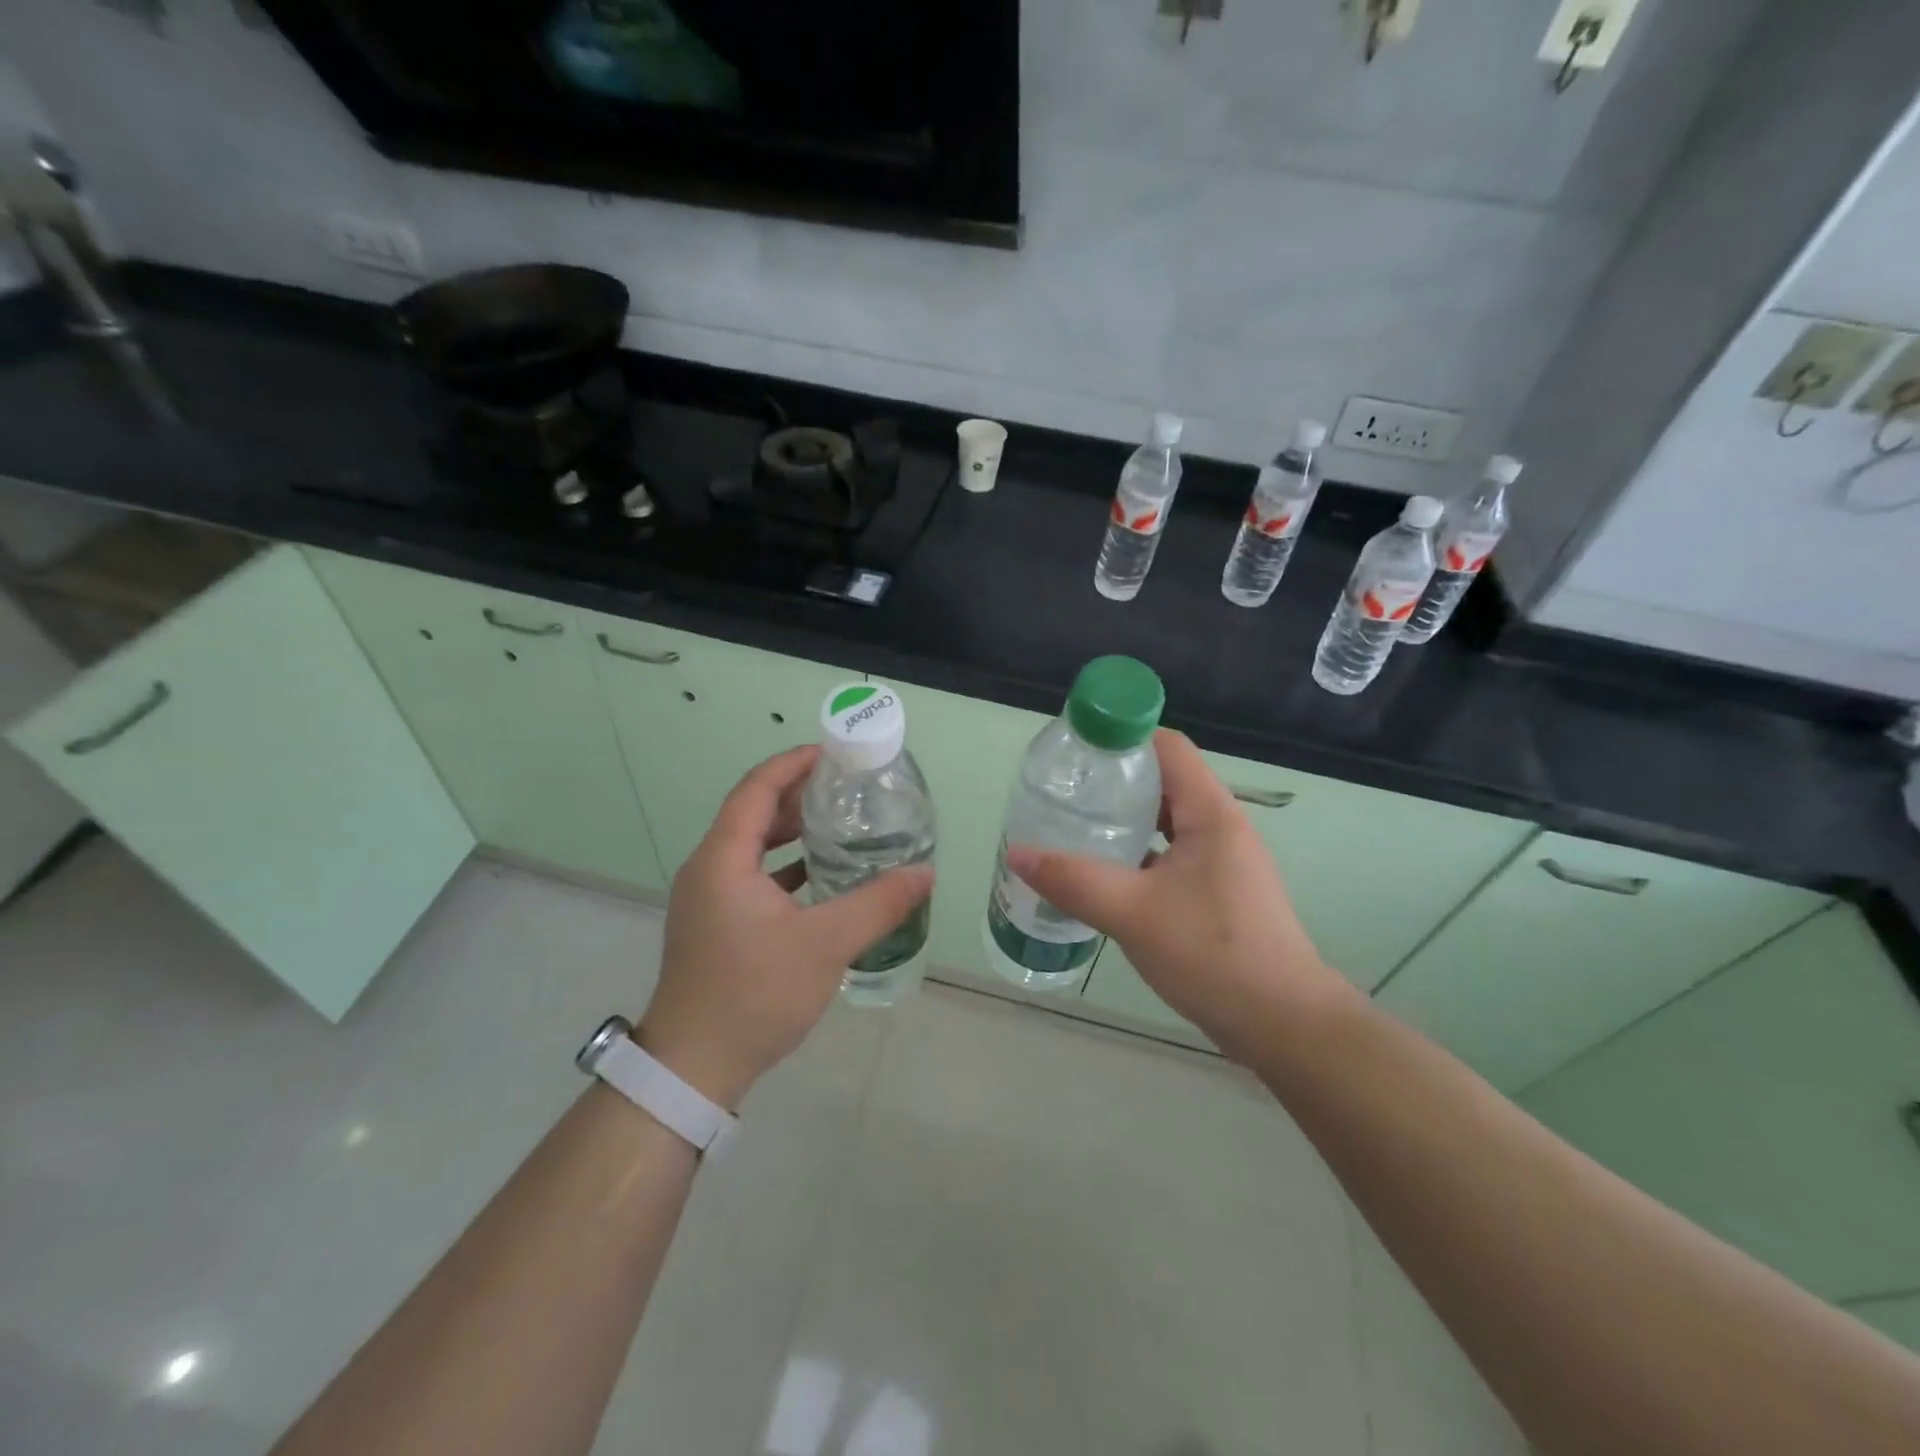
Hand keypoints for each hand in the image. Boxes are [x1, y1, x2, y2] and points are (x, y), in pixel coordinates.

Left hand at [638, 745, 933, 1106]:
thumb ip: (878, 904)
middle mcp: (709, 869)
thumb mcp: (826, 944)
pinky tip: (821, 876)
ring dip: (793, 831)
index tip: (834, 753)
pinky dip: (786, 866)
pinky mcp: (715, 923)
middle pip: (754, 812)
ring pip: (753, 846)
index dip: (793, 763)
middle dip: (800, 794)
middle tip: (849, 788)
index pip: (757, 788)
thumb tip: (926, 873)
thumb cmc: (754, 993)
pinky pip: (752, 875)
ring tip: (841, 825)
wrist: (693, 1067)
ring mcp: (708, 898)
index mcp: (723, 859)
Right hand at [1004, 730, 1352, 1062]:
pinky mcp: (1219, 892)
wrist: (1283, 1023)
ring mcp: (1223, 861)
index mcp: (1210, 813)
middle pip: (1164, 782)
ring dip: (1126, 820)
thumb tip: (1016, 853)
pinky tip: (1106, 874)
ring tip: (1077, 827)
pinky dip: (1139, 853)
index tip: (1076, 749)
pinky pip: (1172, 855)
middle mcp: (1221, 827)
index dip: (1122, 737)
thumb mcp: (1132, 913)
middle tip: (1065, 791)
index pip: (1167, 747)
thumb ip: (1073, 881)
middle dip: (1114, 781)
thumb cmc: (1213, 953)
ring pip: (1167, 822)